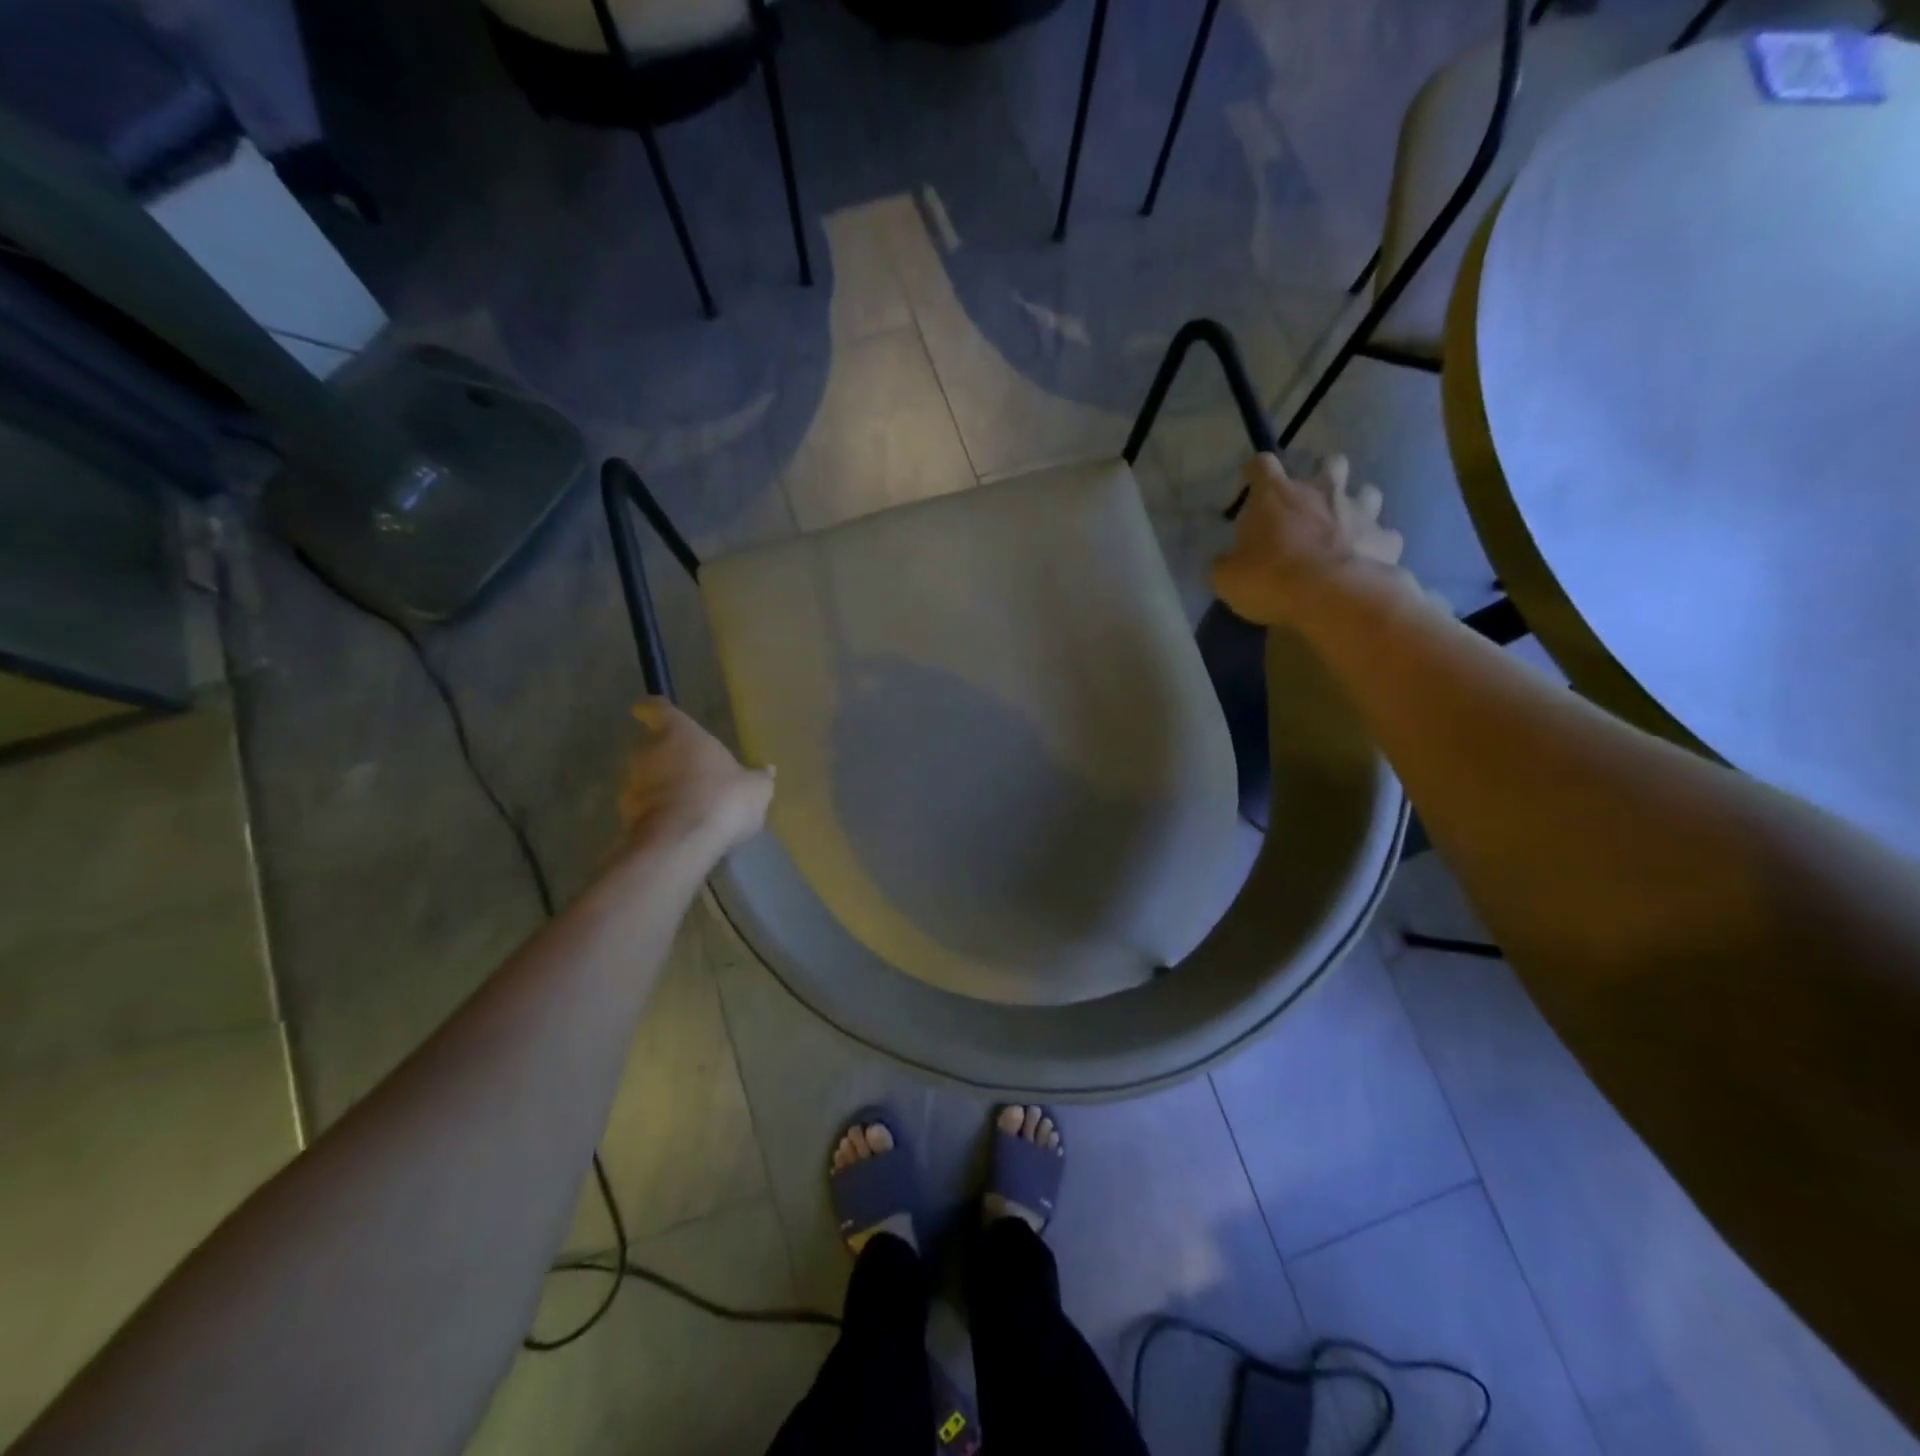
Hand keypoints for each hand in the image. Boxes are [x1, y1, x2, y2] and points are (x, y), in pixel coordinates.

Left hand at [618, 700, 773, 854]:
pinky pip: (645, 809)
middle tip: (691, 769)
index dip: (654, 710)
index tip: (648, 711)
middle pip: (652, 746)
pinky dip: (659, 813)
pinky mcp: (626, 817)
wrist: (680, 843)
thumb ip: (759, 778)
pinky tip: (681, 827)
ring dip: (663, 787)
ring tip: (689, 804)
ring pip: (647, 779)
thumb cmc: (722, 798)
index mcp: (679, 733)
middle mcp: (648, 752)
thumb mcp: (756, 789)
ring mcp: (633, 786)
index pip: (658, 711)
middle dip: (668, 756)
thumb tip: (768, 770)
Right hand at [1212, 453, 1415, 627]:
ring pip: (1368, 492)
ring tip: (1347, 527)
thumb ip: (1223, 565)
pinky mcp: (1386, 539)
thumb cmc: (1271, 580)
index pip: (1261, 464)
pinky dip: (1377, 545)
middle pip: (1330, 463)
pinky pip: (1386, 536)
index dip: (1254, 471)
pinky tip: (1368, 560)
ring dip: (1357, 505)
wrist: (1332, 598)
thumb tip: (1222, 563)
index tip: (1250, 482)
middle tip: (1311, 501)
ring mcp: (1359, 512)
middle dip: (1324, 475)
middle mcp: (1321, 492)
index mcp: (1276, 496)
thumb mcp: (1227, 579)